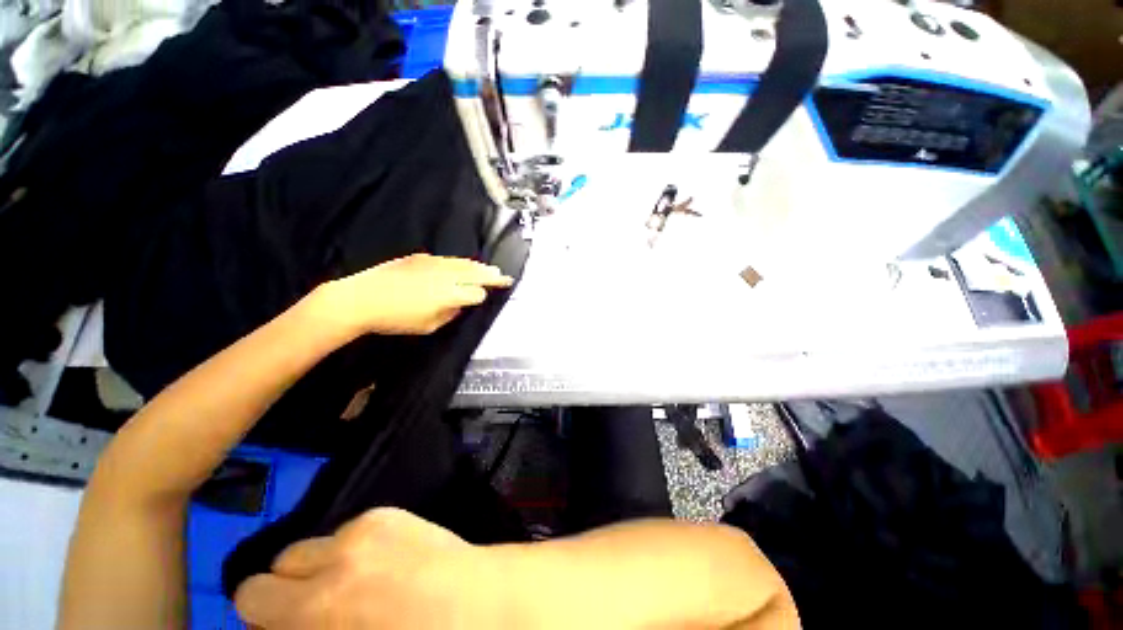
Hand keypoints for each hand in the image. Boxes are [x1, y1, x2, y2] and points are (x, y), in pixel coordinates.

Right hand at [234, 508, 502, 628]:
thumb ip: (303, 628)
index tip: (280, 628)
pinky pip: (349, 530)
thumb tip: (278, 624)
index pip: (251, 595)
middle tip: (316, 609)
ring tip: (352, 585)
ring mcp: (367, 524)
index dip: (263, 615)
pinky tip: (379, 565)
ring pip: (315, 543)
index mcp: (320, 602)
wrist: (480, 603)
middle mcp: (337, 553)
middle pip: (278, 562)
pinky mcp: (391, 511)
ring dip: (321, 565)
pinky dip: (351, 548)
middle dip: (287, 588)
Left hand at [315, 253, 512, 335]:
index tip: (486, 298)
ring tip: (491, 269)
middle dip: (492, 276)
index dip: (483, 296)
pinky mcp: (421, 258)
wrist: (360, 298)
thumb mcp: (428, 326)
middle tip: (504, 276)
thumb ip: (450, 314)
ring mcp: (434, 264)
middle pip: (476, 274)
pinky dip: (461, 263)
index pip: (477, 293)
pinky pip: (449, 259)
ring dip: (480, 267)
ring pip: (464, 264)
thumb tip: (459, 305)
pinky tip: (464, 265)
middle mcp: (446, 276)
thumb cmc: (396, 319)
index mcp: (450, 295)